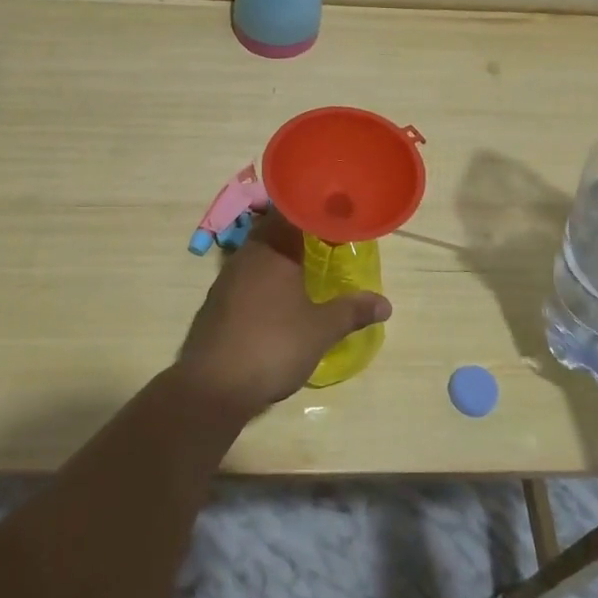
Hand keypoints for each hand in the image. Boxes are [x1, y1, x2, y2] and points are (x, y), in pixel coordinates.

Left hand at [176, 209, 390, 419]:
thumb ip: (352, 311)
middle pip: (274, 230)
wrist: (213, 386)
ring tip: (307, 270)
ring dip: (280, 258)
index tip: (336, 217)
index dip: (314, 211)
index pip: (292, 212)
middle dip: (299, 235)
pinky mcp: (217, 302)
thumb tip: (385, 304)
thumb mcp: (321, 330)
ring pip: (258, 254)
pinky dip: (265, 280)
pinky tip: (278, 300)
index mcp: (272, 248)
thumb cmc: (272, 346)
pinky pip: (246, 277)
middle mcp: (246, 254)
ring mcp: (227, 278)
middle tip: (327, 243)